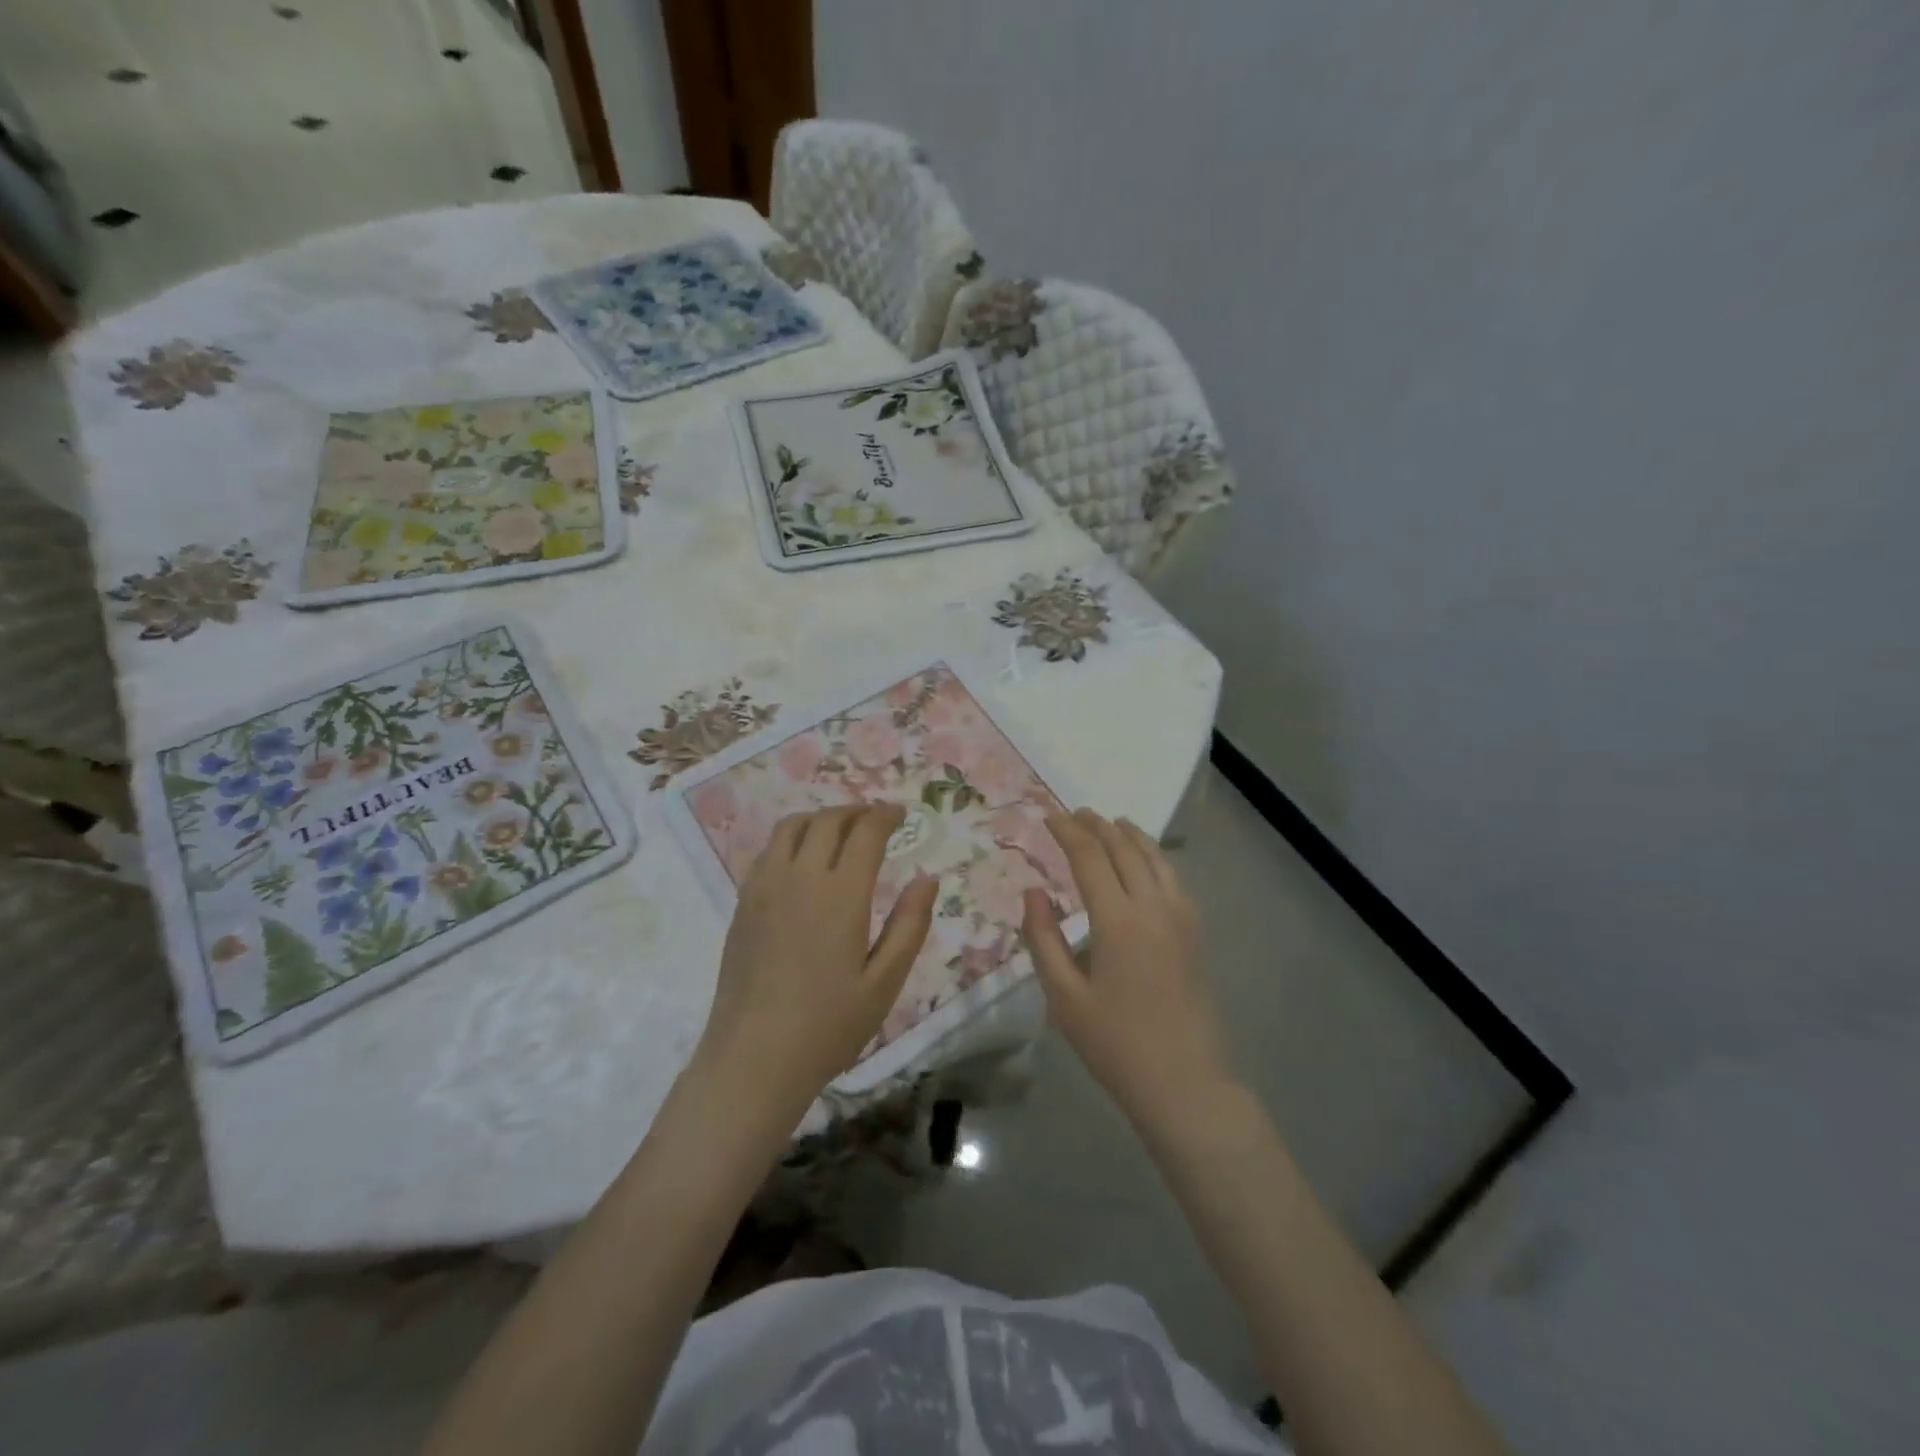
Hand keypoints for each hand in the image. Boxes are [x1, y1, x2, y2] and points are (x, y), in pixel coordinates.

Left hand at [696, 803, 937, 1114]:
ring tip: (840, 831)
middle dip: (856, 811)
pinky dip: (792, 838)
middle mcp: (800, 878)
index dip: (885, 816)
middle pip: (827, 820)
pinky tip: (803, 860)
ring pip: (792, 827)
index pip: (865, 832)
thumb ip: (910, 925)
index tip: (900, 815)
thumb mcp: (885, 982)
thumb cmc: (829, 1025)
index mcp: (841, 894)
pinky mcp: (744, 903)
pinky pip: (768, 851)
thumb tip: (928, 879)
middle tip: (875, 820)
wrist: (754, 1058)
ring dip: (821, 818)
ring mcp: (765, 887)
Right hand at [1022, 809, 1234, 1126]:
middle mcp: (1153, 907)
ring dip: (1130, 835)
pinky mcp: (1195, 933)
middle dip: (1098, 826)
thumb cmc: (1116, 1044)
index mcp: (1118, 920)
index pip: (1090, 857)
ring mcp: (1181, 918)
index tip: (1048, 817)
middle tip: (1075, 813)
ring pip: (1156, 858)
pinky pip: (1172, 877)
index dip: (1067, 832)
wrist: (1184, 1083)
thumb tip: (1033, 892)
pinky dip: (1153, 856)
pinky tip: (1145, 862)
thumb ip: (1043, 939)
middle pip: (1125, 849)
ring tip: (1111, 822)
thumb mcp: (1064, 997)